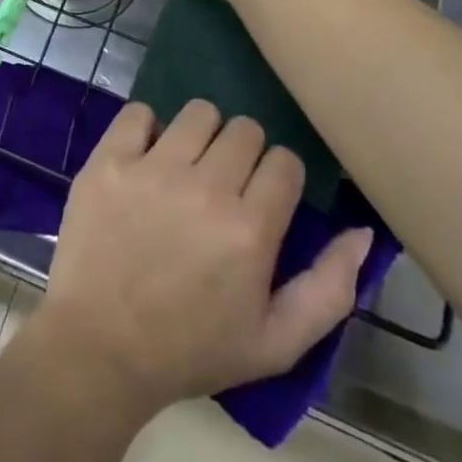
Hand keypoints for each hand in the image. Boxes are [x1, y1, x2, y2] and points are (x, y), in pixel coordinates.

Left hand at [32, 100, 372, 421]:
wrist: (100, 347)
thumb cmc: (191, 349)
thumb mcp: (277, 343)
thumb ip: (329, 289)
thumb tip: (361, 232)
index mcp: (250, 229)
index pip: (285, 162)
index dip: (279, 177)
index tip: (262, 197)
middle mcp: (204, 187)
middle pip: (245, 130)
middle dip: (243, 154)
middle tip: (224, 184)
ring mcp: (152, 168)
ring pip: (198, 113)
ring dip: (201, 134)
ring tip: (187, 165)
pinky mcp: (109, 160)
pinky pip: (138, 112)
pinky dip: (146, 128)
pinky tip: (145, 158)